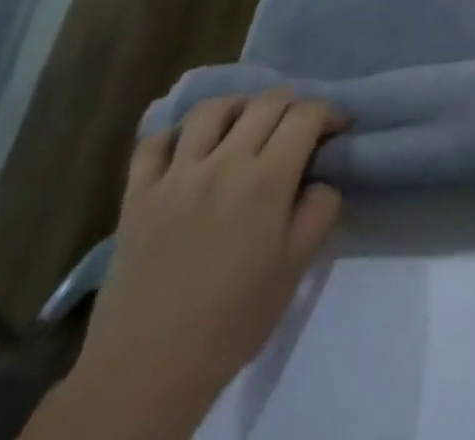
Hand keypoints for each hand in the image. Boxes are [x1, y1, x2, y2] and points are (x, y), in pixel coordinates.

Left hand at [62, 93, 343, 435]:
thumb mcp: (297, 267)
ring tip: (244, 126)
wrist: (146, 372)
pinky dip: (175, 135)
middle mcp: (224, 163)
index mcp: (267, 179)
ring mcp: (175, 176)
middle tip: (298, 128)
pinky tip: (189, 149)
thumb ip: (320, 210)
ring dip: (237, 108)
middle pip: (266, 102)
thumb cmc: (232, 320)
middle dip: (292, 105)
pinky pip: (153, 143)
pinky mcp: (137, 197)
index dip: (329, 114)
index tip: (337, 130)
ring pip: (211, 110)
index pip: (307, 115)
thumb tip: (320, 179)